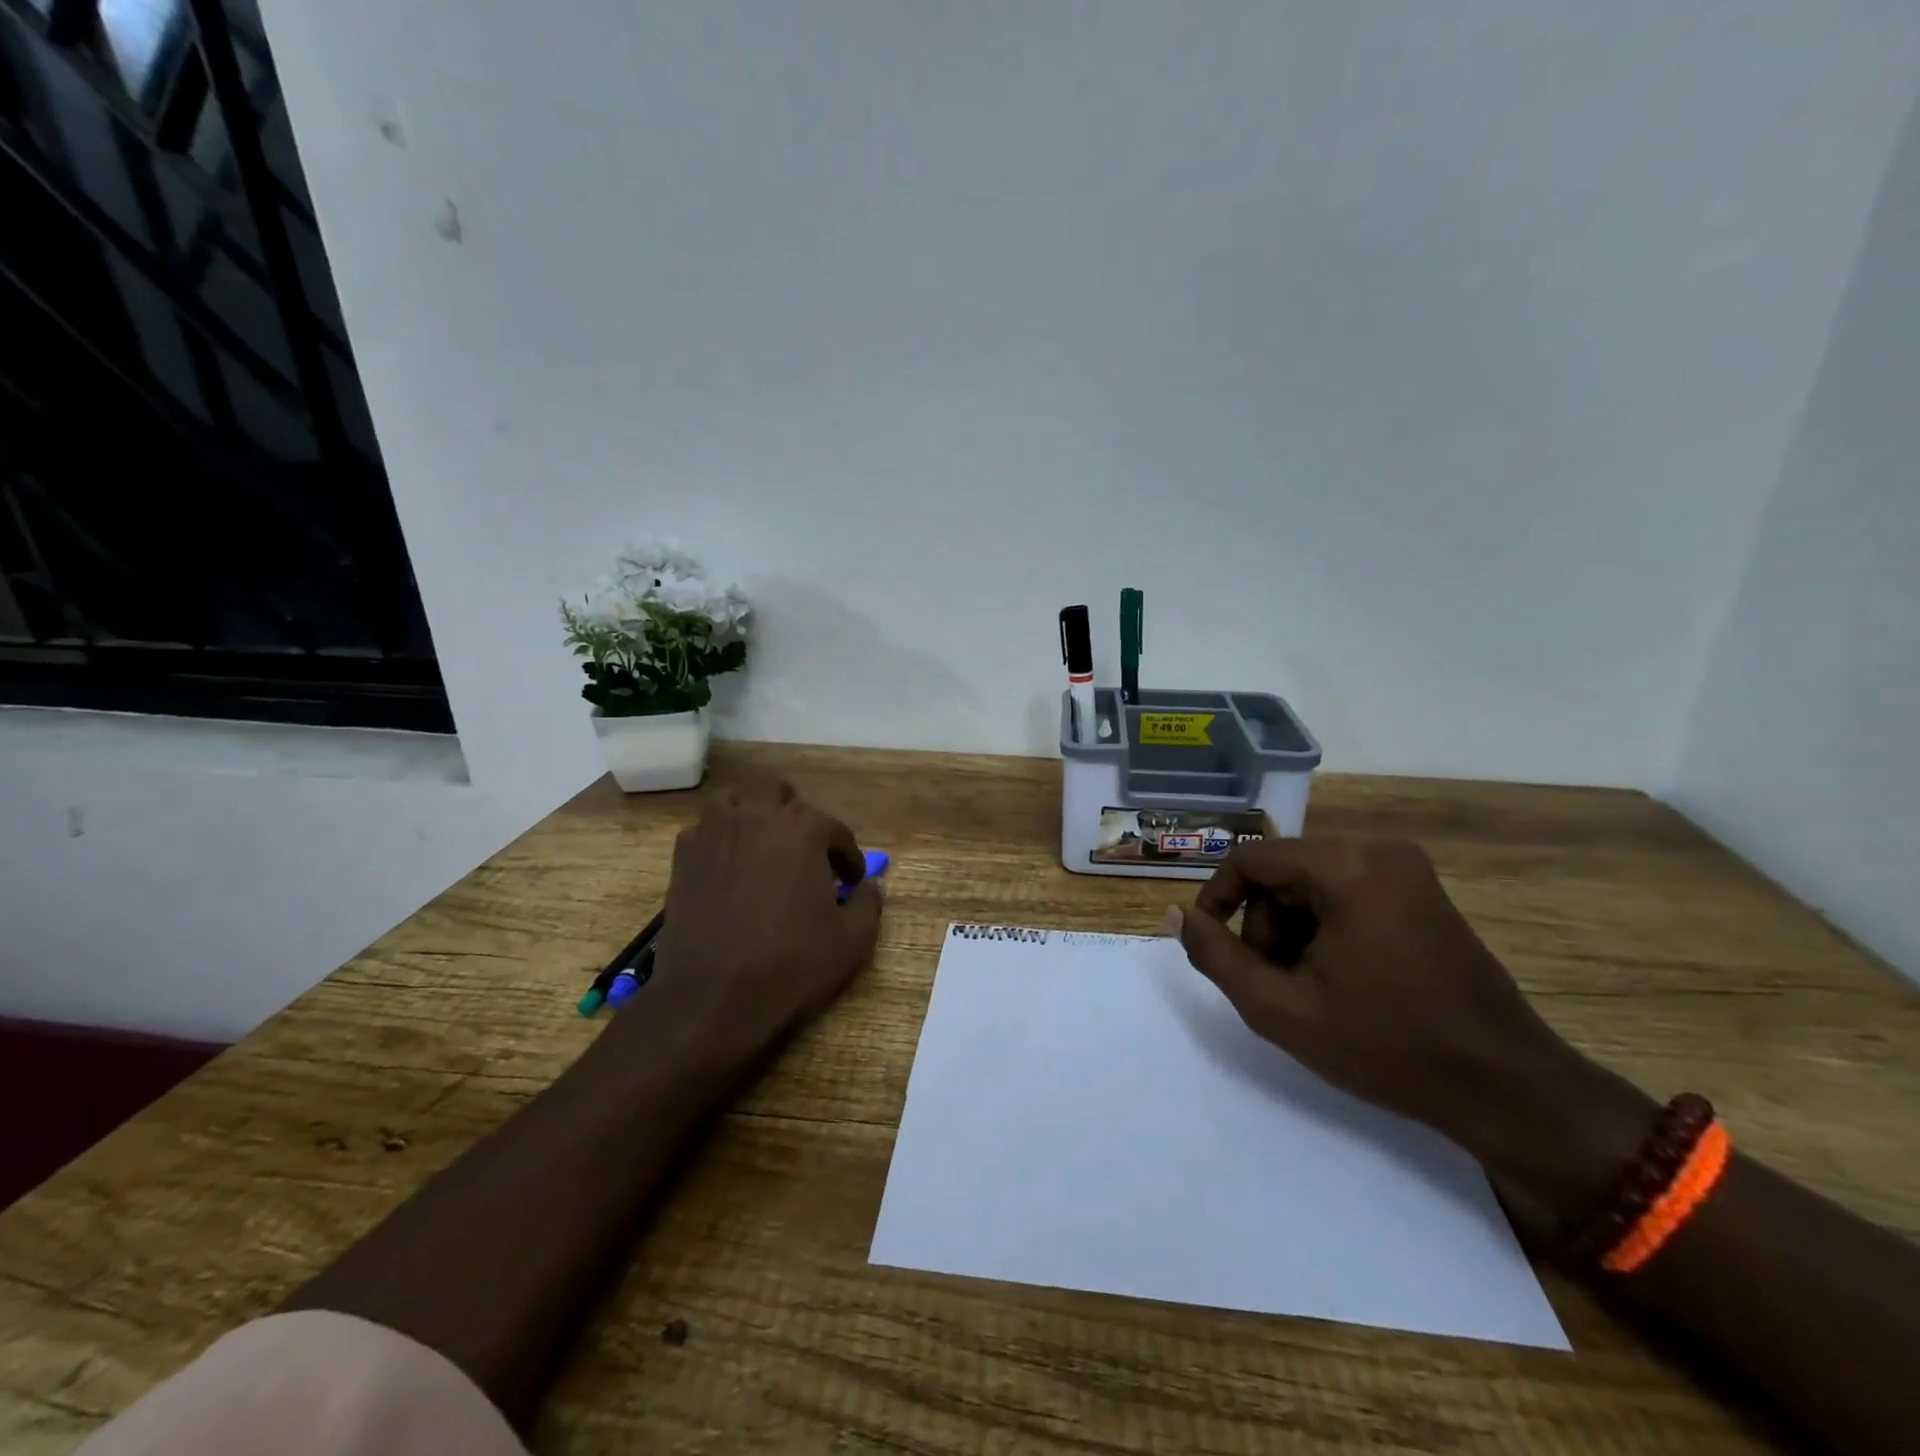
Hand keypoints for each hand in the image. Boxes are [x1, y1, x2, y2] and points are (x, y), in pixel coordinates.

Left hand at [648, 777, 882, 1060]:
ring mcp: (714, 833)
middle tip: (805, 852)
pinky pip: (704, 829)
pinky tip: (728, 867)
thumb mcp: (852, 941)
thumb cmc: (790, 964)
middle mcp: (757, 817)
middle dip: (796, 816)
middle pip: (778, 793)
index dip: (848, 857)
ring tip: (763, 846)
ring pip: (734, 799)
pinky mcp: (683, 857)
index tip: (851, 882)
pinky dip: (719, 838)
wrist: (712, 998)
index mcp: (803, 829)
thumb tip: (870, 885)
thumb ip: (870, 903)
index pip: (835, 830)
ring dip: (752, 814)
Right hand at [1165, 837, 1596, 1162]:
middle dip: (1263, 926)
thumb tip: (1176, 916)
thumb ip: (1215, 956)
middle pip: (1281, 872)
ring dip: (1293, 931)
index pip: (1249, 859)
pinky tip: (1342, 980)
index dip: (1216, 899)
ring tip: (1310, 989)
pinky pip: (1346, 894)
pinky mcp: (1423, 894)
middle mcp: (1377, 851)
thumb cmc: (1387, 1047)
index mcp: (1345, 866)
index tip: (1210, 947)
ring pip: (1311, 885)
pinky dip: (1327, 930)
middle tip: (1275, 984)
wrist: (1507, 1088)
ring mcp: (1407, 871)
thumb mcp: (1280, 1008)